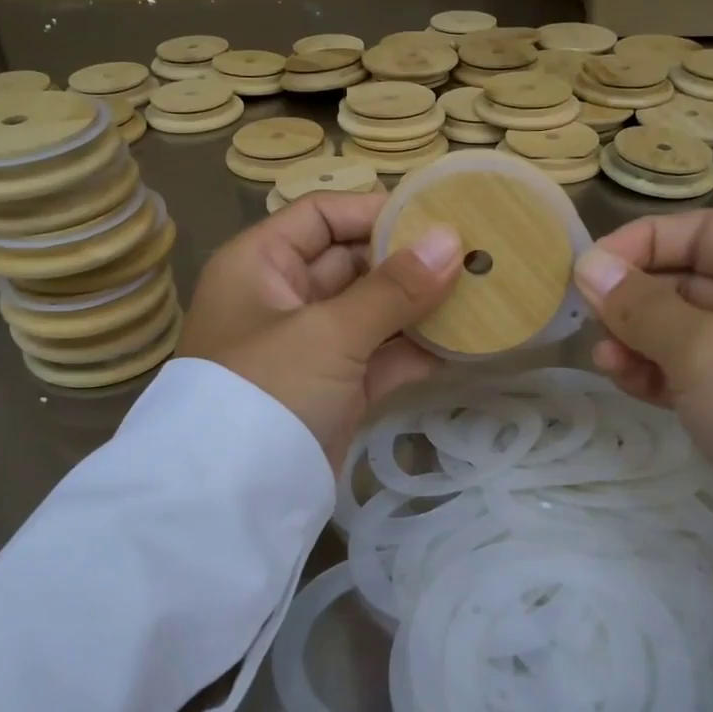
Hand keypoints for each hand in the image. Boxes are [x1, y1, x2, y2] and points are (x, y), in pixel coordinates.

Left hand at [179, 192, 462, 470]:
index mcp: (260, 264)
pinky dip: (414, 351)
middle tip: (472, 255)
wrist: (234, 499)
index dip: (375, 212)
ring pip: (371, 312)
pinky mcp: (332, 389)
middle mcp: (282, 298)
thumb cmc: (268, 389)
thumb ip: (393, 288)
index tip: (436, 217)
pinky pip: (378, 356)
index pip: (321, 216)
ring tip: (479, 294)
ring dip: (418, 307)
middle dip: (408, 261)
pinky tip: (462, 343)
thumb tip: (452, 240)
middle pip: (351, 262)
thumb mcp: (328, 332)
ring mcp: (309, 346)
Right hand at [573, 210, 712, 512]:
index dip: (637, 245)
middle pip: (692, 278)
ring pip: (694, 327)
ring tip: (604, 361)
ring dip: (643, 339)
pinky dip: (667, 370)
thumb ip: (640, 305)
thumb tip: (588, 266)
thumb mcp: (704, 351)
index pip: (700, 230)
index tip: (585, 272)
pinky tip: (627, 380)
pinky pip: (707, 367)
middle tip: (587, 323)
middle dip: (635, 300)